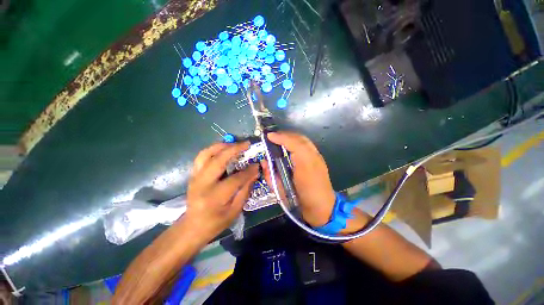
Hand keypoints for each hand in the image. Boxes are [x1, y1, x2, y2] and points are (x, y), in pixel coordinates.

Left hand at [185, 142, 257, 240]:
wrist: (193, 226)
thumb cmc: (216, 222)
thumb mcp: (235, 211)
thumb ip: (245, 190)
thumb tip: (254, 172)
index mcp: (215, 197)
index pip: (235, 179)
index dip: (248, 171)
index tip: (257, 164)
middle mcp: (202, 184)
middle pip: (218, 161)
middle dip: (234, 149)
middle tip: (246, 144)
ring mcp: (195, 177)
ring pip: (206, 154)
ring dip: (221, 146)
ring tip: (234, 143)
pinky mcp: (193, 174)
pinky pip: (201, 156)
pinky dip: (213, 149)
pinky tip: (223, 149)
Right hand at [263, 132, 335, 226]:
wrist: (322, 208)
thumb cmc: (300, 201)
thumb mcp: (281, 191)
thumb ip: (271, 176)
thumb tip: (264, 162)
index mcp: (303, 165)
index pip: (293, 144)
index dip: (280, 138)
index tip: (268, 136)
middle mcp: (312, 158)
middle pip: (299, 138)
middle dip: (285, 135)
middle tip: (274, 136)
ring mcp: (318, 157)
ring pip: (304, 140)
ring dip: (291, 137)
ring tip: (280, 139)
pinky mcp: (320, 159)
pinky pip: (308, 145)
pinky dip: (298, 142)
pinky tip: (291, 146)